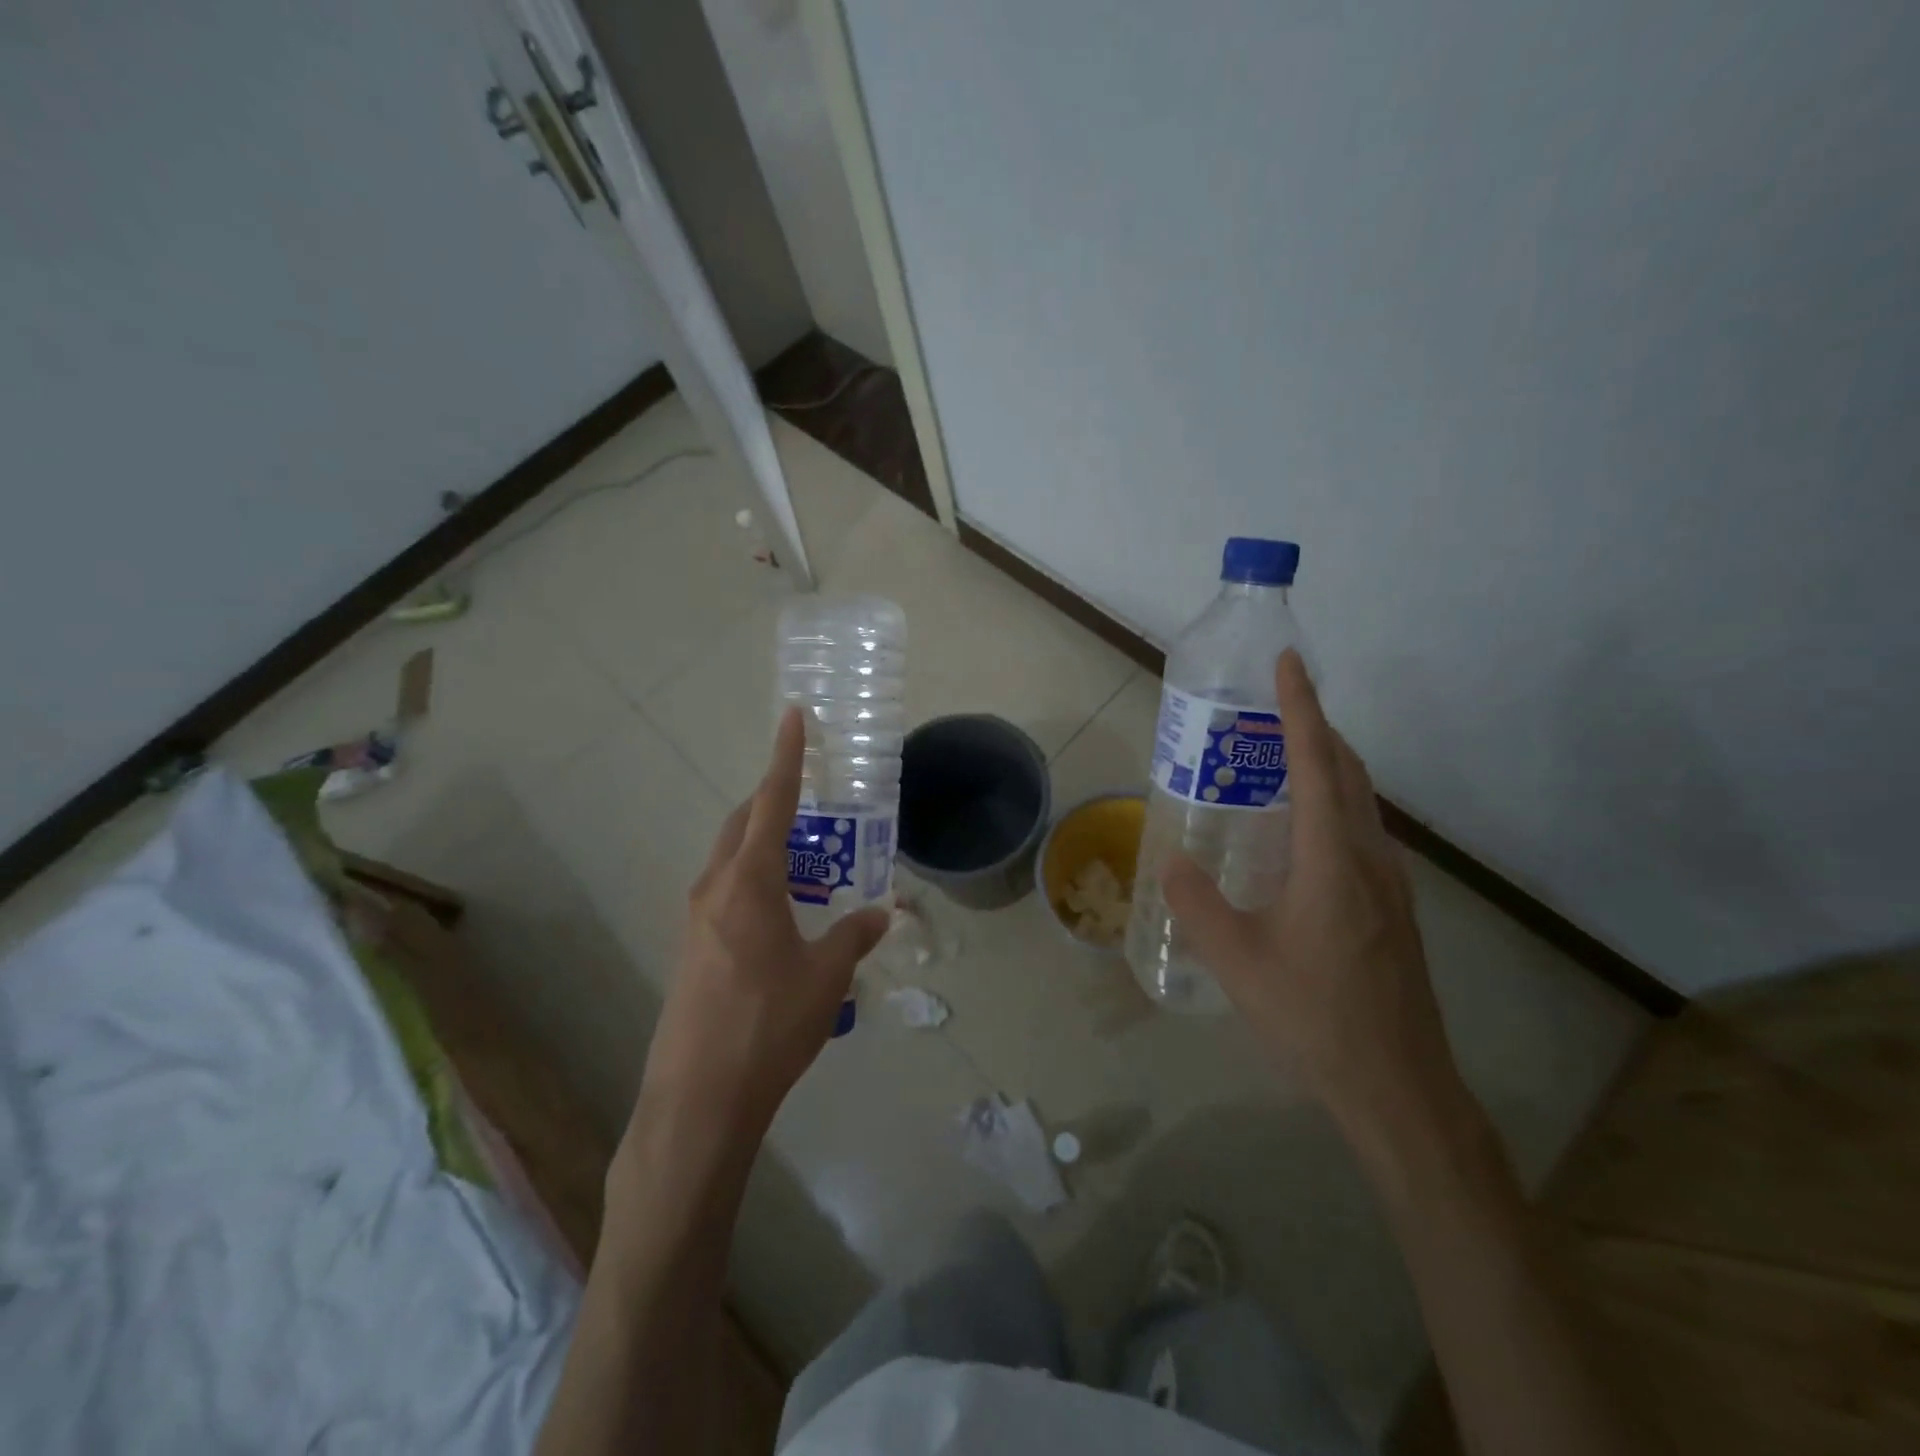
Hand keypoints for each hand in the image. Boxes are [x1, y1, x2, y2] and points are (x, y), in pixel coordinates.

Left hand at [635, 708, 889, 1142]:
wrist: (699, 1097)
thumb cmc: (769, 1024)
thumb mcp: (825, 977)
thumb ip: (853, 936)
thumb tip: (880, 914)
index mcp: (748, 881)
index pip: (771, 802)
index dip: (786, 757)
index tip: (794, 716)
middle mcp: (714, 888)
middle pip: (743, 824)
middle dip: (772, 801)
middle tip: (810, 798)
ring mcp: (695, 919)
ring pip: (729, 859)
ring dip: (762, 844)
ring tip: (805, 860)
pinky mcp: (691, 949)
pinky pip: (723, 892)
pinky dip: (752, 880)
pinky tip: (780, 913)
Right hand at [1162, 650, 1463, 1143]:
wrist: (1398, 1086)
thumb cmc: (1314, 1016)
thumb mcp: (1237, 959)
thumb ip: (1197, 904)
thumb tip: (1171, 860)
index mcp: (1332, 858)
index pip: (1315, 762)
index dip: (1301, 707)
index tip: (1289, 663)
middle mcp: (1369, 857)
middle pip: (1348, 771)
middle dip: (1314, 729)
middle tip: (1271, 711)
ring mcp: (1391, 883)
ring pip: (1361, 802)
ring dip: (1327, 766)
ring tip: (1279, 763)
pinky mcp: (1394, 908)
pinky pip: (1362, 832)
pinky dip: (1333, 805)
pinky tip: (1300, 835)